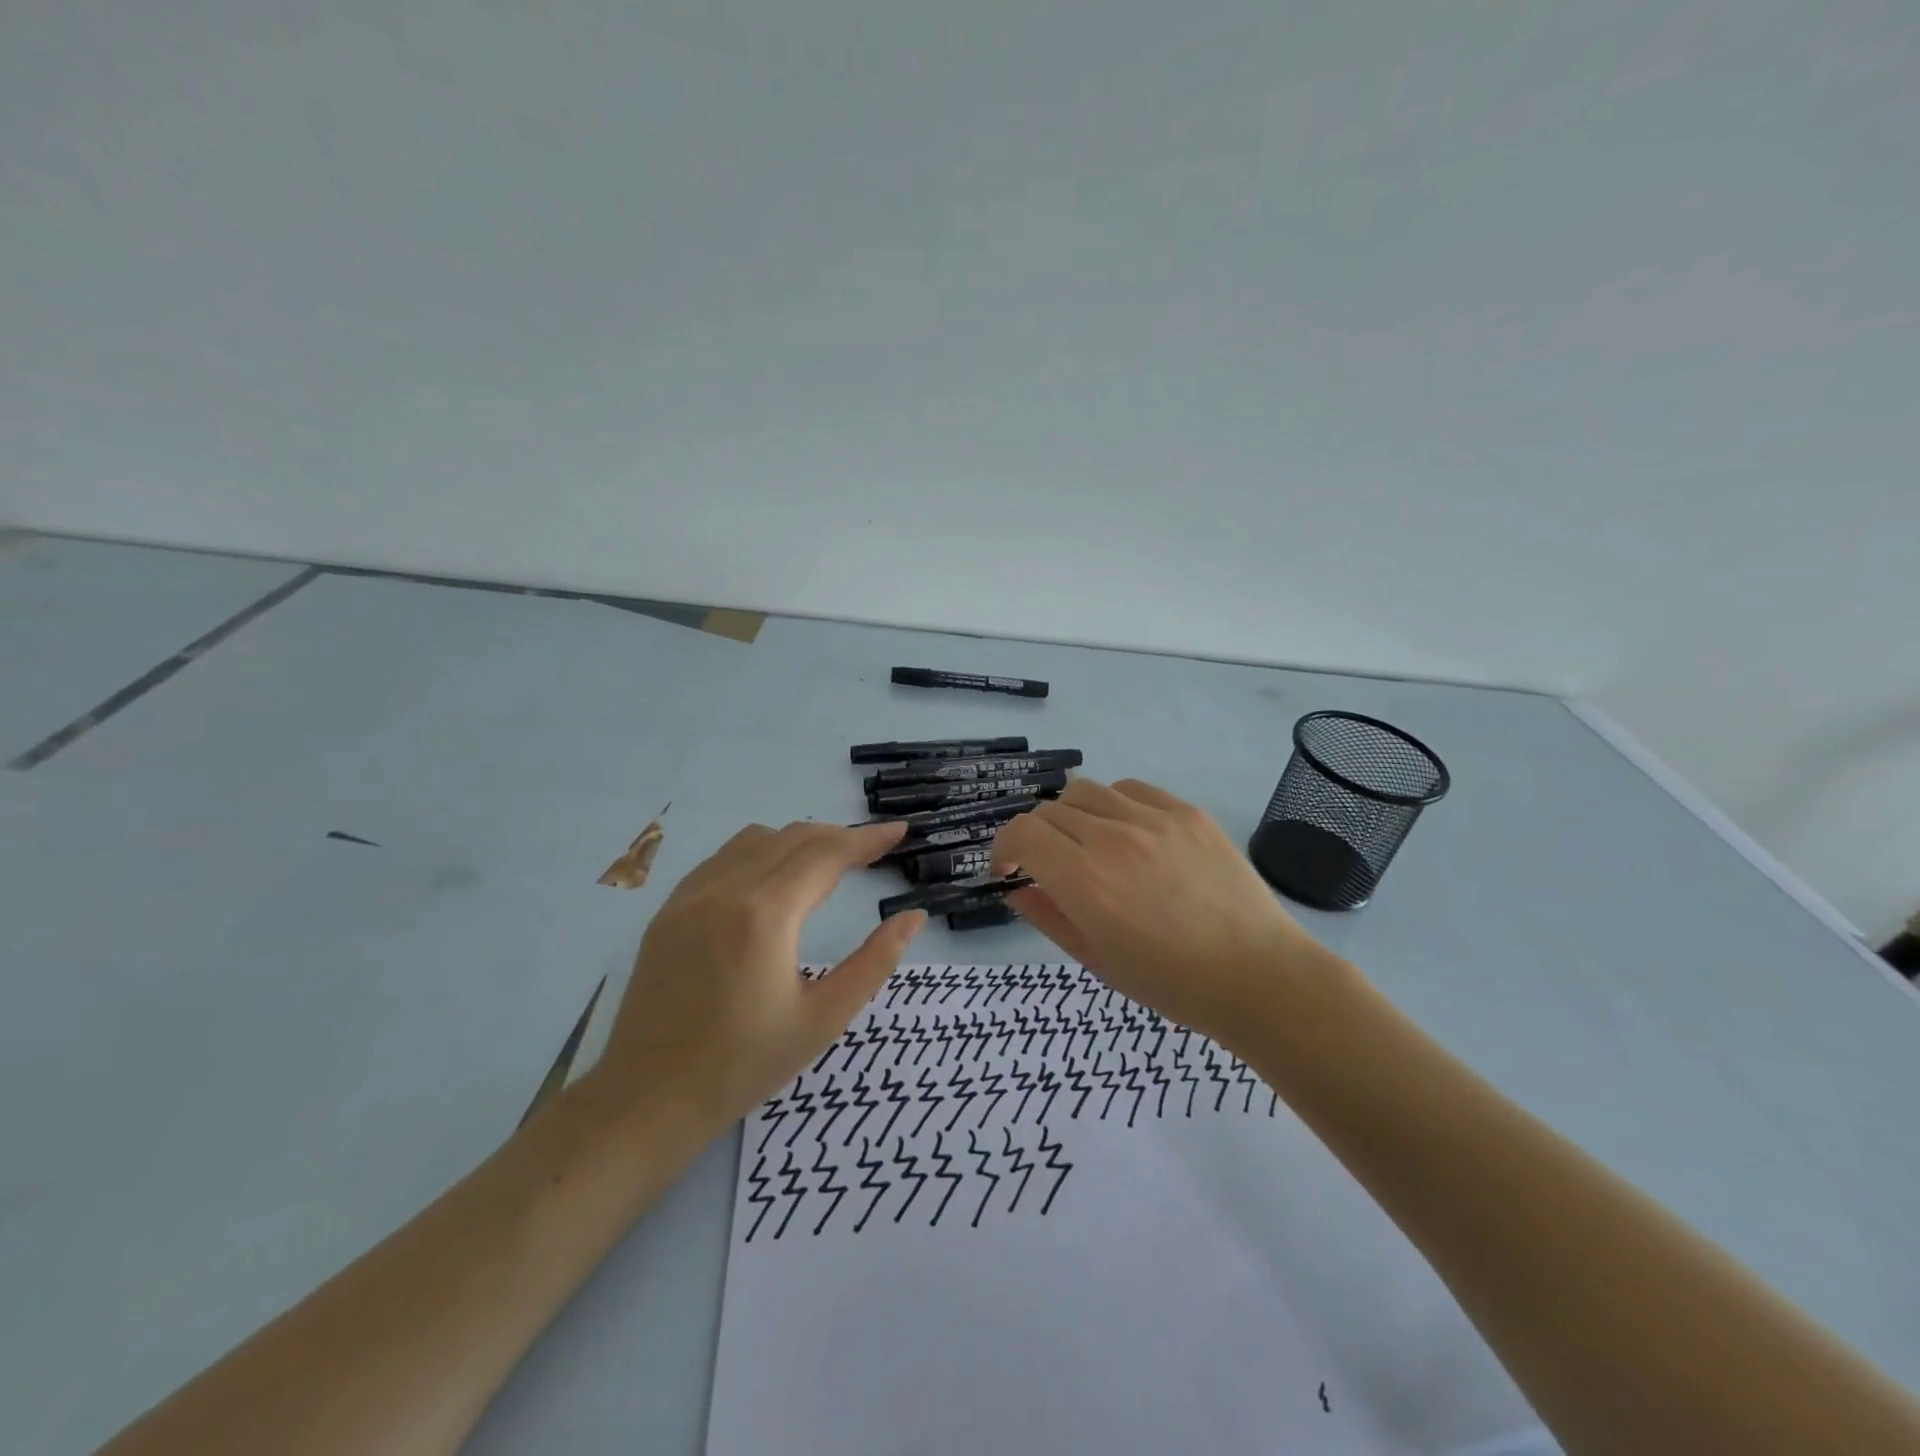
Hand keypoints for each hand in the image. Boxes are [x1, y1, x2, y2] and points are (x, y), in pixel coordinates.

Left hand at [596, 820, 925, 1132]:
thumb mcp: (823, 1019)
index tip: (899, 832)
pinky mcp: (669, 910)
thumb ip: (874, 962)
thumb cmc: (743, 1065)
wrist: (647, 1099)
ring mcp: (690, 896)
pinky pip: (723, 858)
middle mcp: (725, 889)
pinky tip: (772, 878)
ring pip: (756, 839)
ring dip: (799, 840)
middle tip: (874, 851)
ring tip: (828, 862)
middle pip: (794, 837)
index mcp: (766, 914)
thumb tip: (913, 917)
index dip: (868, 839)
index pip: (827, 854)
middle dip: (840, 837)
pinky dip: (760, 852)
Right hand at [990, 778, 1334, 1045]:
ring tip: (1089, 844)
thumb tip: (1016, 886)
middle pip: (1049, 810)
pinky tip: (1129, 834)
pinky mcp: (1186, 811)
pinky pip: (1131, 789)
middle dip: (1036, 836)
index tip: (1009, 869)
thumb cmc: (1171, 983)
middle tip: (1050, 865)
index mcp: (1085, 882)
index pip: (1022, 833)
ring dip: (1071, 815)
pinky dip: (1114, 805)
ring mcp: (1153, 819)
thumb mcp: (1096, 959)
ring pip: (1086, 790)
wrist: (1257, 975)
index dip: (1003, 847)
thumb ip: (1047, 916)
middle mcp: (1113, 838)